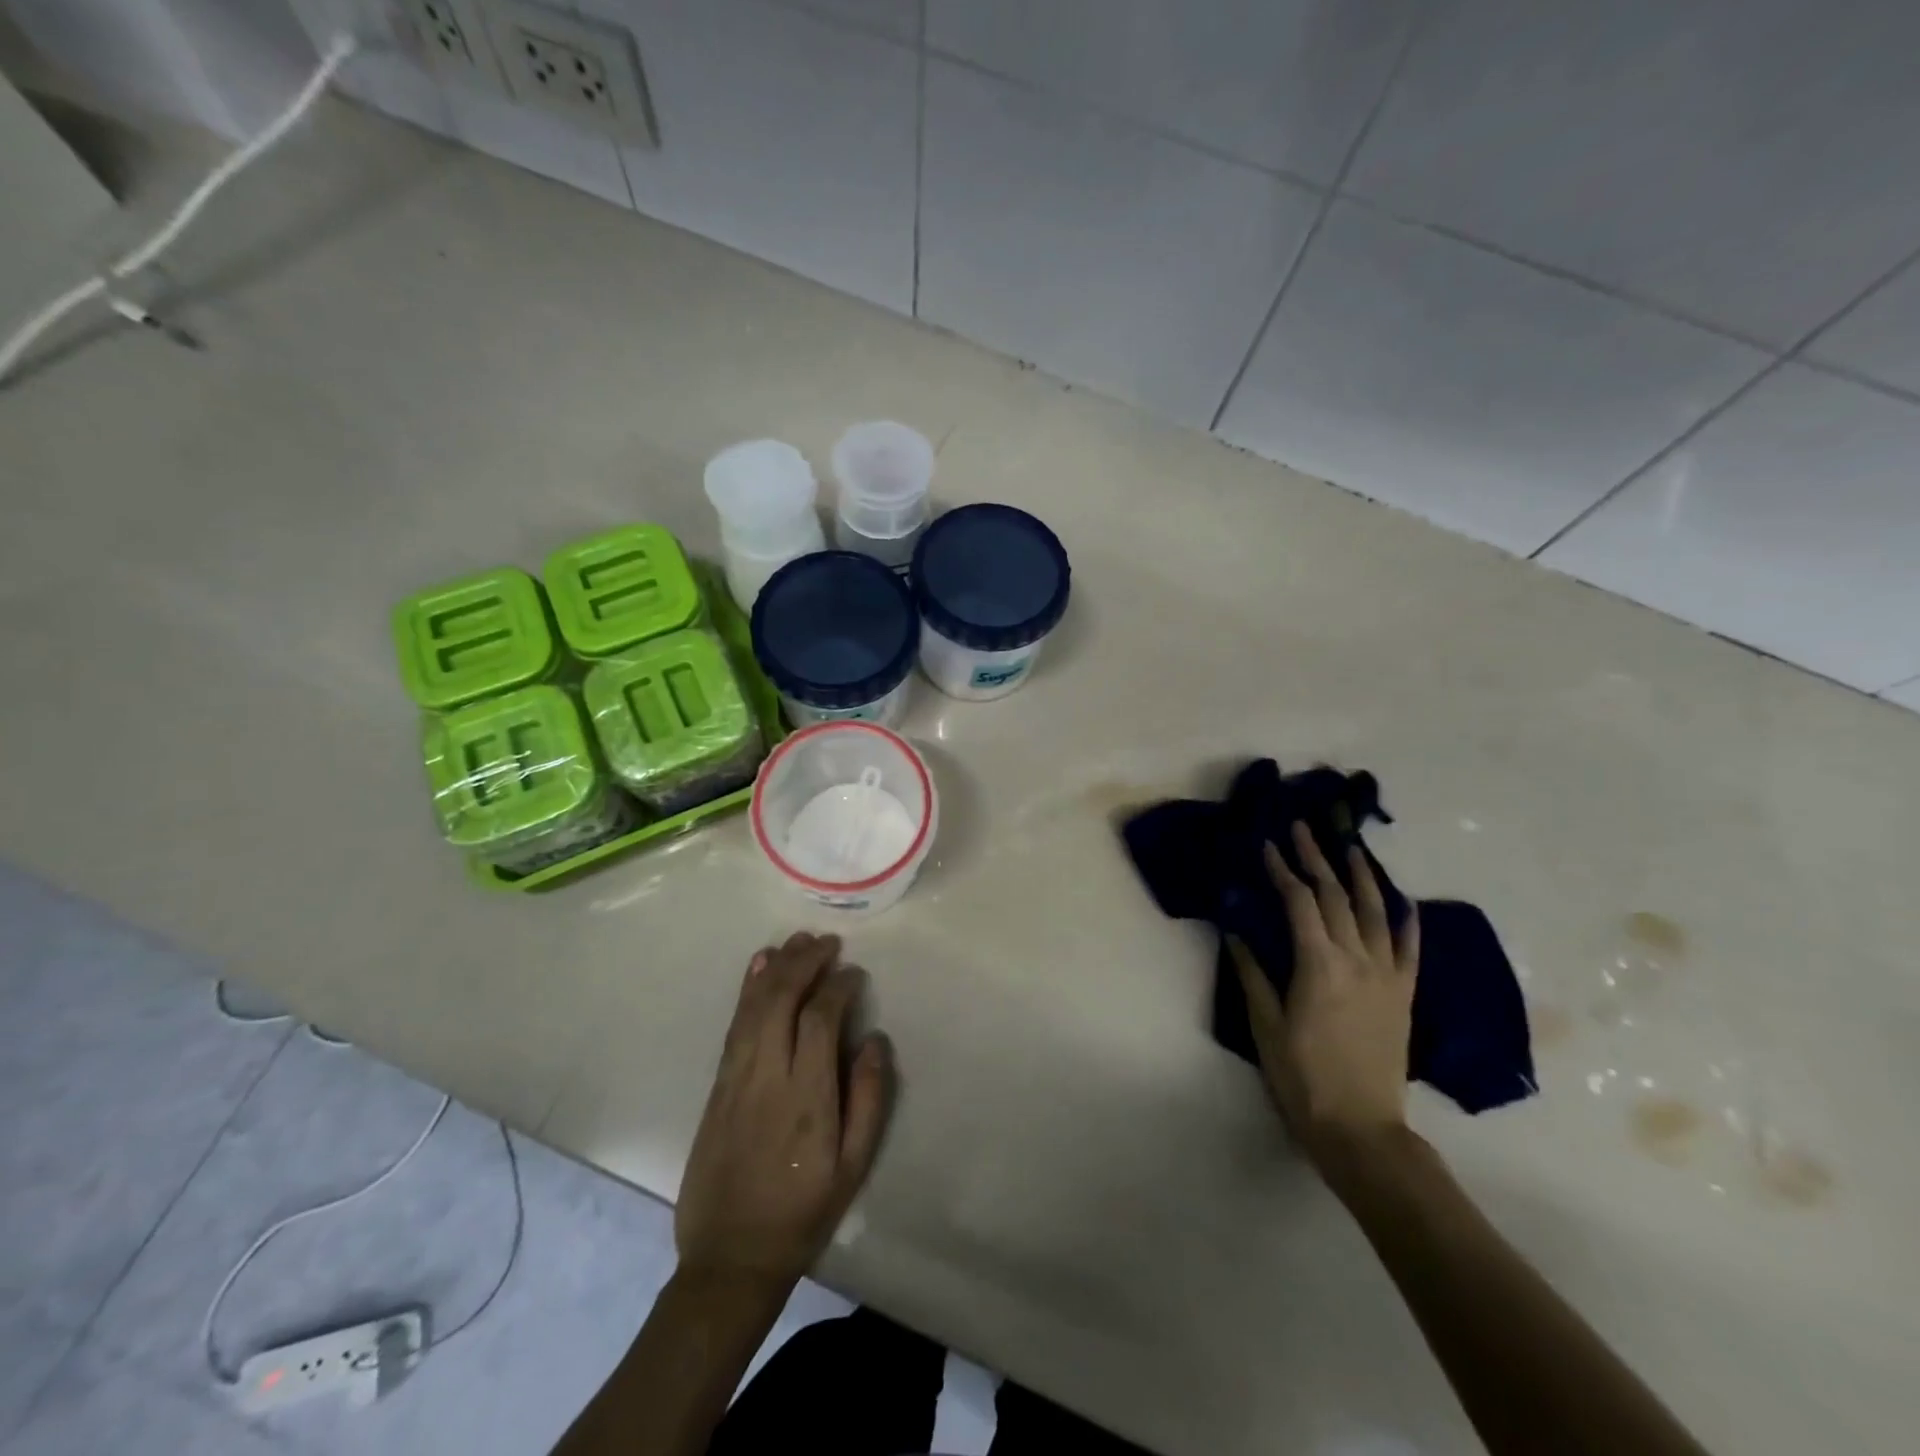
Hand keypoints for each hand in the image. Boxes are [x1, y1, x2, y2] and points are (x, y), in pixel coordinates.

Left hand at [675, 932, 891, 1293]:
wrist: (730, 1258)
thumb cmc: (802, 1213)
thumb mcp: (853, 1166)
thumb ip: (869, 1099)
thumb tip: (874, 1039)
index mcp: (807, 1097)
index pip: (820, 1019)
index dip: (838, 986)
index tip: (855, 973)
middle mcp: (767, 1077)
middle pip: (782, 1000)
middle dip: (805, 962)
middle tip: (827, 941)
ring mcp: (736, 1079)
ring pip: (754, 1007)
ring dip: (776, 967)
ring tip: (797, 940)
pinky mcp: (717, 1086)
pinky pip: (733, 1026)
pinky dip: (747, 990)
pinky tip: (758, 968)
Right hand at [1229, 821, 1419, 1166]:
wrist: (1361, 1128)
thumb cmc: (1302, 1077)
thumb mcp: (1265, 1025)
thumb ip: (1252, 973)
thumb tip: (1235, 931)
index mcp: (1318, 965)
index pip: (1299, 902)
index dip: (1282, 870)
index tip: (1268, 845)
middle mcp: (1357, 960)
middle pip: (1337, 897)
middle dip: (1317, 859)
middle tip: (1303, 829)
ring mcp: (1387, 976)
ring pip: (1376, 913)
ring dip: (1362, 876)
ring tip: (1351, 847)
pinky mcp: (1404, 995)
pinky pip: (1409, 950)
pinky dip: (1406, 921)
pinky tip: (1402, 901)